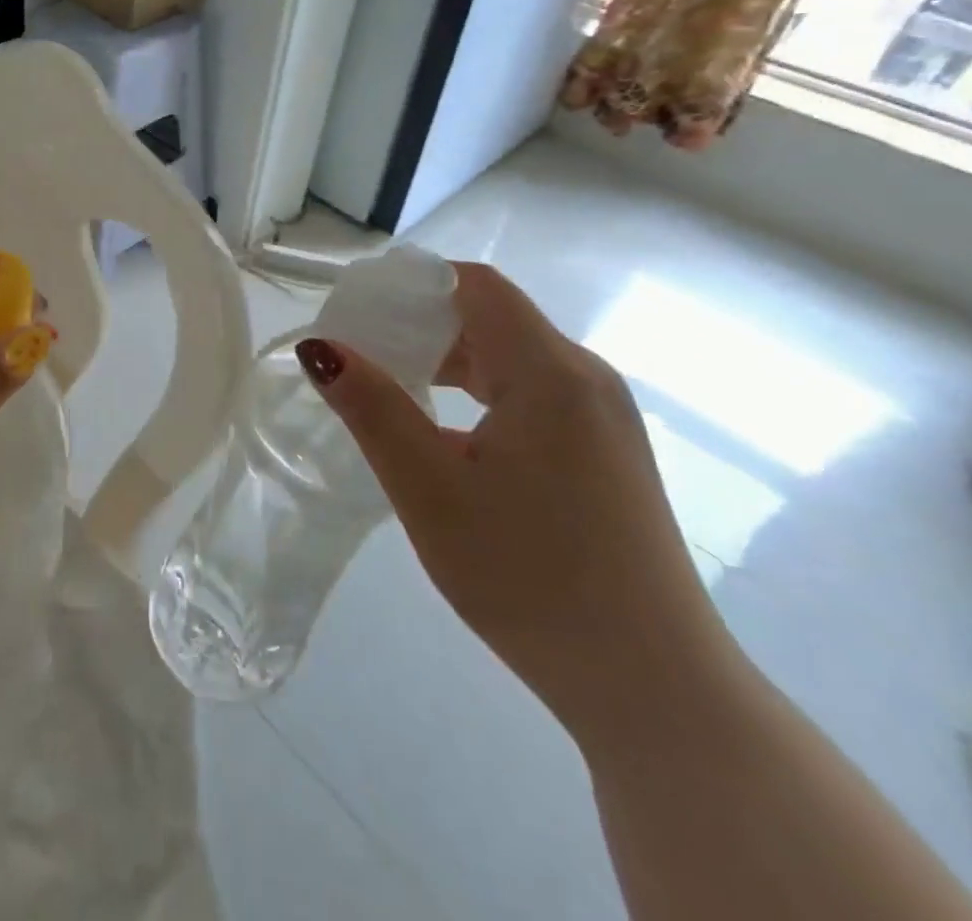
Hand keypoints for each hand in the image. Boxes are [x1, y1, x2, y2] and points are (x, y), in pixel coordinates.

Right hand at [297, 262, 735, 740]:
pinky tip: (442, 432)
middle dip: (419, 324)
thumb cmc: (529, 577)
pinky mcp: (604, 452)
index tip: (356, 308)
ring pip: (508, 357)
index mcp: (550, 372)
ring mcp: (601, 417)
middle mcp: (585, 378)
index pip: (475, 285)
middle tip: (357, 353)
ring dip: (445, 362)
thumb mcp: (429, 489)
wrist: (652, 688)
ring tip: (387, 390)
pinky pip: (530, 394)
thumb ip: (372, 407)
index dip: (412, 283)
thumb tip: (319, 347)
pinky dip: (477, 394)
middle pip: (490, 317)